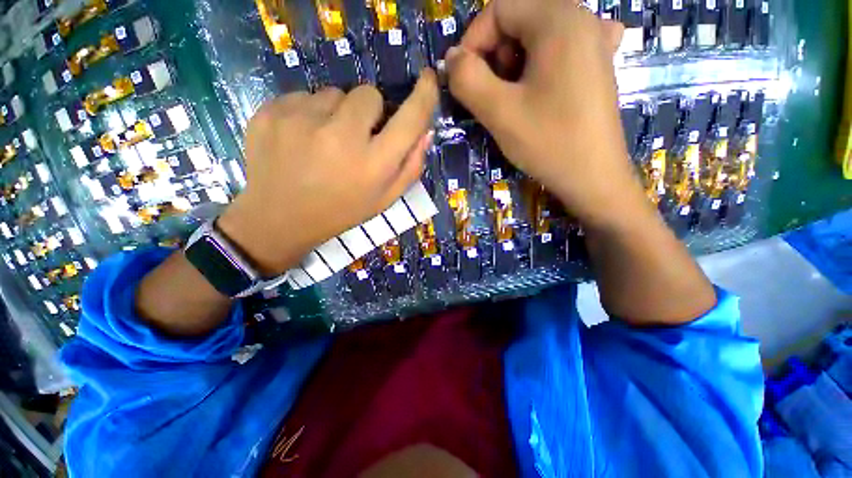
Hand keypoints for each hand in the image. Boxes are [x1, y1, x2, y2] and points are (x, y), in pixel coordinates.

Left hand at [218, 71, 438, 275]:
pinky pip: (303, 96)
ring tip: (324, 143)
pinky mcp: (271, 111)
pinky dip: (308, 113)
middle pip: (369, 94)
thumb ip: (410, 167)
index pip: (410, 119)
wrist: (280, 219)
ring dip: (336, 113)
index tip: (428, 79)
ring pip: (334, 93)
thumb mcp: (384, 199)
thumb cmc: (341, 211)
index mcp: (374, 164)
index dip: (424, 95)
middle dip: (369, 112)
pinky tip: (300, 140)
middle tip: (356, 138)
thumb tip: (426, 131)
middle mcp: (341, 137)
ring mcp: (301, 120)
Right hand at [446, 0, 641, 227]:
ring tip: (512, 101)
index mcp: (559, 18)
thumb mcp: (499, 111)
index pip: (499, 9)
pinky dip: (537, 68)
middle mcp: (582, 18)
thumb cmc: (548, 142)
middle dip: (494, 56)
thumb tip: (451, 58)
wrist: (594, 177)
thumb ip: (467, 79)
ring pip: (535, 39)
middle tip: (491, 96)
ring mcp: (595, 41)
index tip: (464, 80)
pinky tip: (541, 89)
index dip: (473, 41)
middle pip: (519, 21)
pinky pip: (557, 53)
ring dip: (512, 66)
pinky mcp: (597, 65)